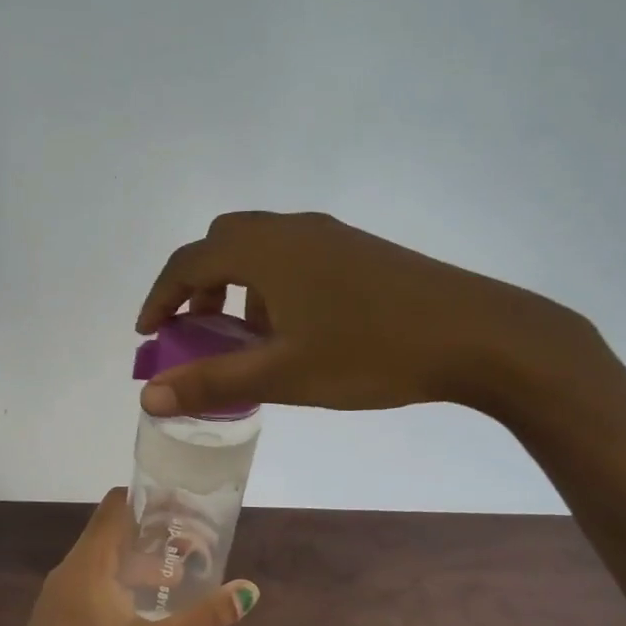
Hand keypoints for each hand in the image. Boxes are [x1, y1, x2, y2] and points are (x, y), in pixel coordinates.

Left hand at [0, 489, 258, 625]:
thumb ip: (202, 620)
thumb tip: (248, 590)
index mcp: (87, 567)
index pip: (115, 508)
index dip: (149, 500)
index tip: (185, 508)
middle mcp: (67, 574)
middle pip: (111, 535)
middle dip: (152, 537)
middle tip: (194, 548)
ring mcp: (55, 602)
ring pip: (101, 566)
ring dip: (137, 567)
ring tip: (177, 583)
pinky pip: (89, 591)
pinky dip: (119, 589)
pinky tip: (142, 617)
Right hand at [136, 210, 594, 420]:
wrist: (477, 334)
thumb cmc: (370, 352)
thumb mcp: (283, 374)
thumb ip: (211, 382)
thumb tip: (148, 397)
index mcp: (264, 249)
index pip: (188, 261)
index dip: (160, 297)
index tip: (148, 334)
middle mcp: (290, 228)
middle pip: (221, 242)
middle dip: (197, 285)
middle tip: (196, 329)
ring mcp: (328, 234)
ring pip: (259, 247)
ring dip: (236, 284)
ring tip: (247, 336)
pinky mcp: (357, 247)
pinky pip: (292, 254)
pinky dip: (270, 282)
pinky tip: (295, 327)